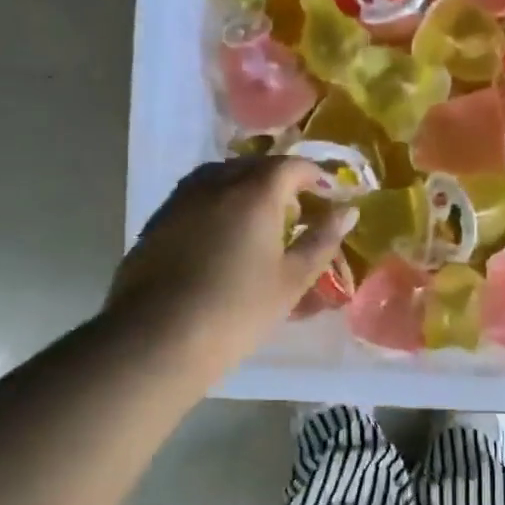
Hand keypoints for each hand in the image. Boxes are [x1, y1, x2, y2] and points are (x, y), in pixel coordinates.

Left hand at [104, 157, 354, 384]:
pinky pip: (196, 197)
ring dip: (245, 187)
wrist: (158, 337)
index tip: (328, 192)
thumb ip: (321, 241)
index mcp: (255, 193)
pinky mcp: (157, 221)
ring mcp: (181, 200)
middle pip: (253, 166)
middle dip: (280, 179)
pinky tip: (220, 236)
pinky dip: (217, 203)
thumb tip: (348, 212)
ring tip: (257, 218)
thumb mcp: (291, 280)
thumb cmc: (237, 310)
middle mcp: (216, 184)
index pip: (291, 166)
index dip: (314, 175)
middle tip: (296, 208)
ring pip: (220, 177)